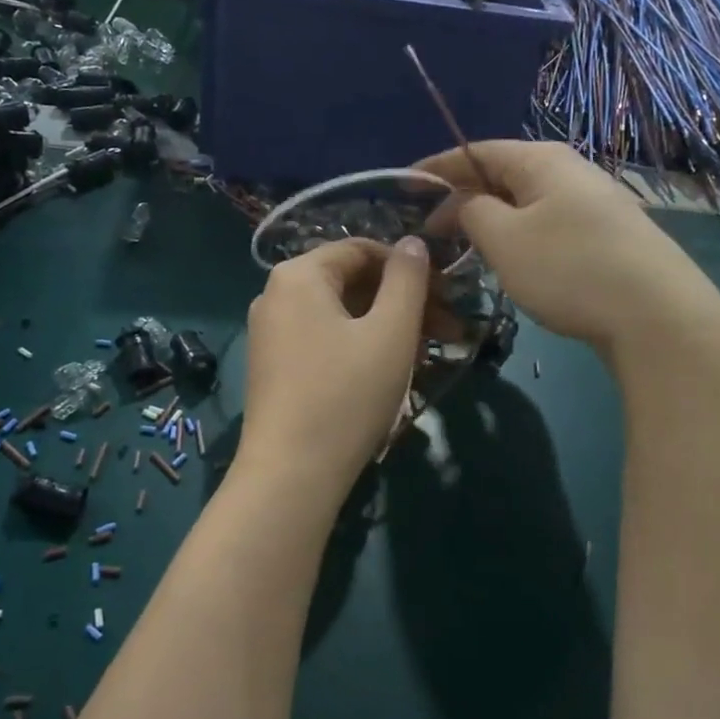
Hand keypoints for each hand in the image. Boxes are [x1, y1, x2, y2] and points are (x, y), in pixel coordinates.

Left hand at [237, 237, 430, 499]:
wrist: (291, 474)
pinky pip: (324, 339)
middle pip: (351, 282)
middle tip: (449, 331)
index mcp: (299, 275)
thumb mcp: (390, 332)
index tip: (448, 296)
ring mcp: (270, 333)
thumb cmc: (346, 395)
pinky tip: (390, 371)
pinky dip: (360, 346)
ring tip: (427, 355)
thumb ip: (408, 280)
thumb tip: (414, 243)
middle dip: (403, 301)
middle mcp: (275, 295)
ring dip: (387, 326)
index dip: (411, 267)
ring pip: (341, 314)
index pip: (363, 250)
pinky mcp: (274, 366)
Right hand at [414, 141, 719, 360]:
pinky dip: (518, 236)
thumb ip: (473, 212)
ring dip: (491, 220)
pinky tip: (511, 262)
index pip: (476, 151)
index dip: (437, 167)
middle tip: (431, 230)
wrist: (655, 315)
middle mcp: (570, 171)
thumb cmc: (568, 268)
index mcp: (542, 161)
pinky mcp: (607, 236)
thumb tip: (467, 203)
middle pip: (503, 176)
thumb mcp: (504, 240)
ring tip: (464, 247)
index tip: (404, 185)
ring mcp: (594, 203)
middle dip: (463, 198)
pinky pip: (548, 225)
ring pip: (526, 203)